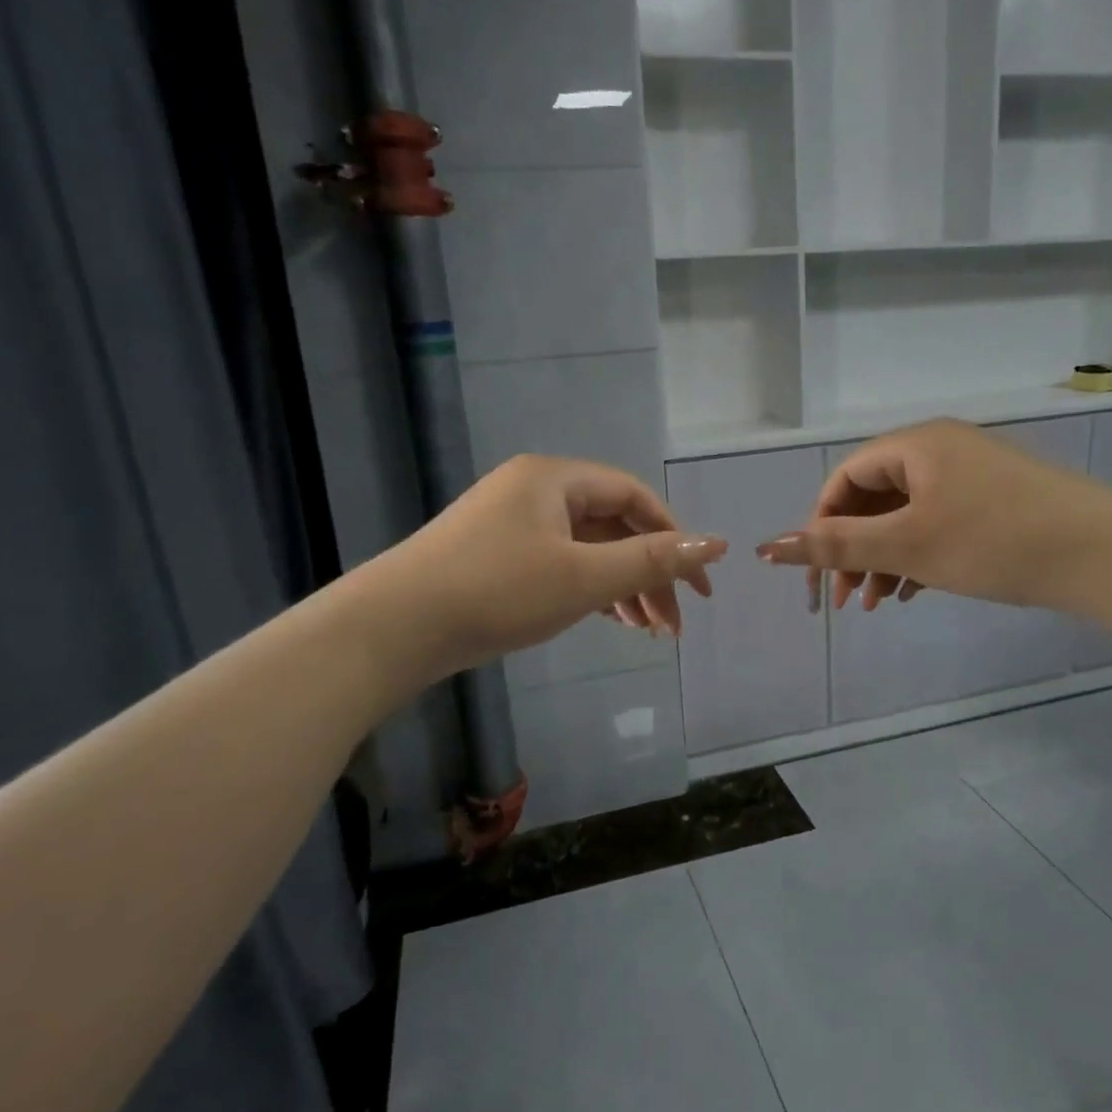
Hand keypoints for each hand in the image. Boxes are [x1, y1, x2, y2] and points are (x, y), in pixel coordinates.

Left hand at [394, 455, 725, 670]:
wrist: (393, 628)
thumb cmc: (496, 591)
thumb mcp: (583, 577)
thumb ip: (652, 561)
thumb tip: (717, 545)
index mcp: (555, 478)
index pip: (634, 497)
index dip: (674, 537)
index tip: (698, 587)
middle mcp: (534, 491)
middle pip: (612, 525)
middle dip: (648, 573)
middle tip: (673, 625)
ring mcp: (511, 523)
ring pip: (586, 548)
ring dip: (622, 586)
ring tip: (647, 632)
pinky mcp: (496, 555)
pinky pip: (559, 563)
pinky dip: (589, 589)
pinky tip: (609, 620)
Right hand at [755, 419, 1111, 614]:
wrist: (1111, 555)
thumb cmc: (995, 541)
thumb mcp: (907, 545)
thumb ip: (835, 545)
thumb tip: (767, 546)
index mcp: (915, 445)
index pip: (845, 478)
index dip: (821, 523)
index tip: (818, 572)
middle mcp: (940, 450)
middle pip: (874, 497)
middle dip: (852, 549)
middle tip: (845, 600)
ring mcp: (972, 475)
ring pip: (906, 515)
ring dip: (882, 558)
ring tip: (876, 604)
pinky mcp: (997, 502)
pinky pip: (938, 524)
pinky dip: (917, 557)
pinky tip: (911, 592)